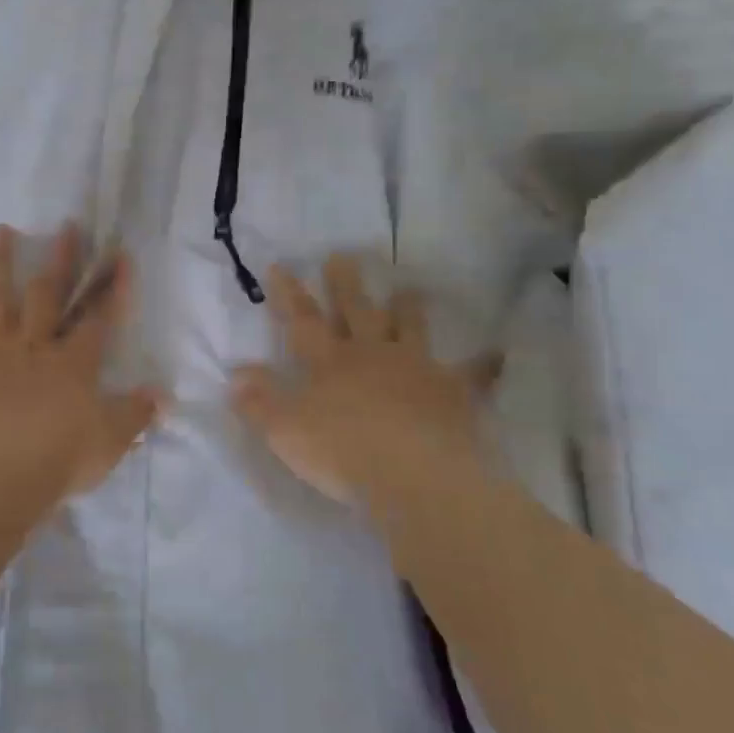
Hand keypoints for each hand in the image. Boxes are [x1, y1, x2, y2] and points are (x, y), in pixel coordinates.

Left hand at [0, 225, 162, 505]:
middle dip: (62, 260)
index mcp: (74, 363)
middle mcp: (35, 347)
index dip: (112, 288)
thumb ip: (136, 413)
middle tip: (68, 226)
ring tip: (0, 232)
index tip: (119, 256)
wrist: (2, 475)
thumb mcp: (112, 440)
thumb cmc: (62, 457)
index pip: (99, 318)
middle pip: (50, 296)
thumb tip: (161, 395)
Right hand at [231, 256, 493, 517]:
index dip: (289, 294)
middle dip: (345, 284)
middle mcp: (371, 354)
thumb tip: (236, 374)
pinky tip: (498, 354)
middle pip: (356, 311)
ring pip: (410, 329)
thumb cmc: (341, 452)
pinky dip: (483, 365)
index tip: (281, 266)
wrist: (414, 477)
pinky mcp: (453, 392)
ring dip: (407, 309)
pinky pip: (472, 374)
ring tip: (408, 288)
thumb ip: (258, 401)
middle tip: (343, 256)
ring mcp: (416, 369)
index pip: (303, 321)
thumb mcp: (284, 430)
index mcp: (329, 363)